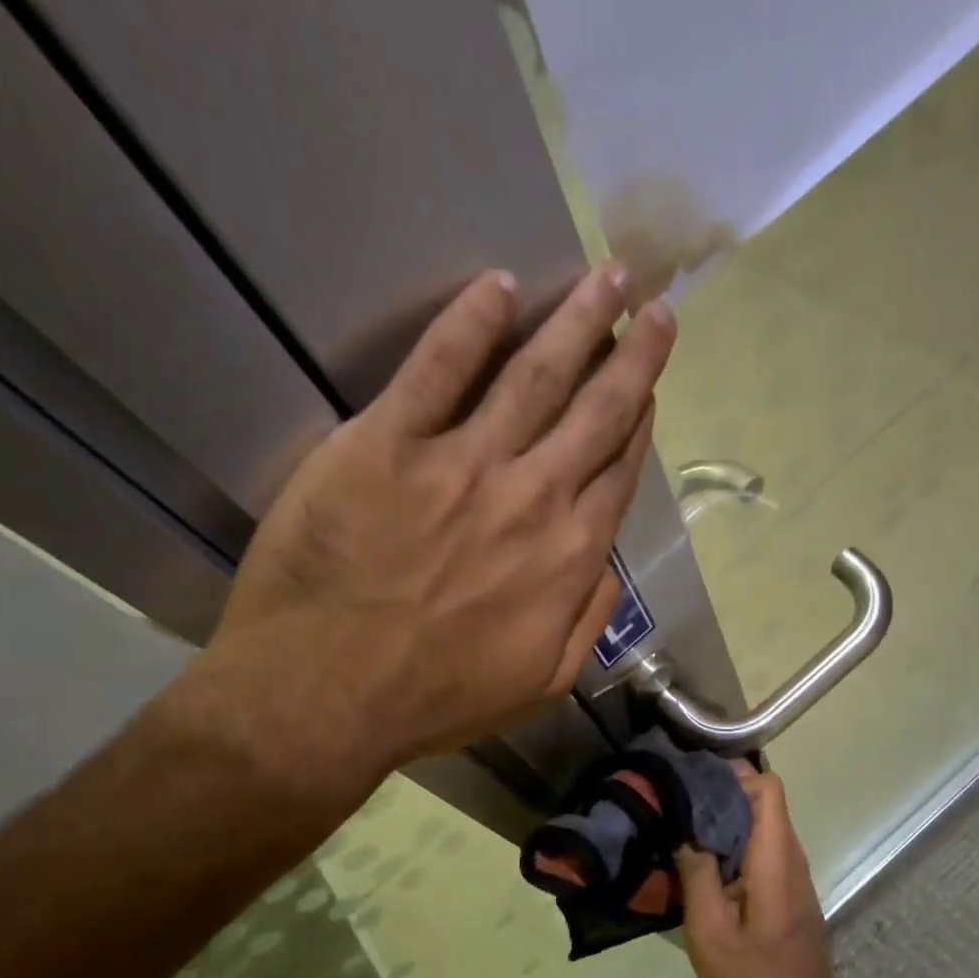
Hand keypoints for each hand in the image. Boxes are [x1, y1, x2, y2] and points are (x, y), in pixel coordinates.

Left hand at [179, 264, 674, 785]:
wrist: (324, 696)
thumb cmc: (434, 700)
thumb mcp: (540, 685)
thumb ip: (588, 621)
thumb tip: (608, 566)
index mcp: (568, 557)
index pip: (616, 471)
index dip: (638, 423)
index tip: (649, 385)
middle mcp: (531, 497)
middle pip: (595, 410)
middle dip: (632, 352)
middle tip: (654, 304)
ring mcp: (461, 464)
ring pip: (535, 374)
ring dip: (578, 320)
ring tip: (608, 276)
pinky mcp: (387, 443)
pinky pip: (437, 367)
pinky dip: (471, 322)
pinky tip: (500, 286)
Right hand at [675, 769, 849, 977]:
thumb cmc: (753, 971)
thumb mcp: (709, 926)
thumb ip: (696, 873)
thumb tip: (684, 829)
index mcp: (774, 855)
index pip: (768, 787)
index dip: (733, 775)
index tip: (694, 780)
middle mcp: (789, 853)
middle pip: (762, 800)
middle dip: (721, 791)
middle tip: (677, 799)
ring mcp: (791, 869)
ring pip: (760, 821)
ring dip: (725, 816)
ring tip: (683, 823)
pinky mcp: (785, 884)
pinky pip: (760, 844)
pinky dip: (733, 839)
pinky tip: (702, 856)